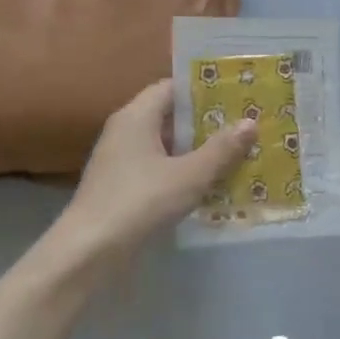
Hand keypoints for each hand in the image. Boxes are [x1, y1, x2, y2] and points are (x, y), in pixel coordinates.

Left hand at [46, 80, 255, 266]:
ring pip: (166, 145)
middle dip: (206, 121)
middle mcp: (125, 131)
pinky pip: (159, 168)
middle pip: (170, 116)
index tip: (235, 94)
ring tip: (237, 152)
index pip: (171, 87)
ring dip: (197, 149)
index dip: (203, 89)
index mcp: (136, 117)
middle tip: (244, 124)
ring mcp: (121, 161)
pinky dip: (184, 171)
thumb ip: (222, 149)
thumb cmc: (140, 201)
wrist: (89, 251)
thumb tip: (250, 122)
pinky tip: (211, 183)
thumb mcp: (190, 175)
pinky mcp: (122, 187)